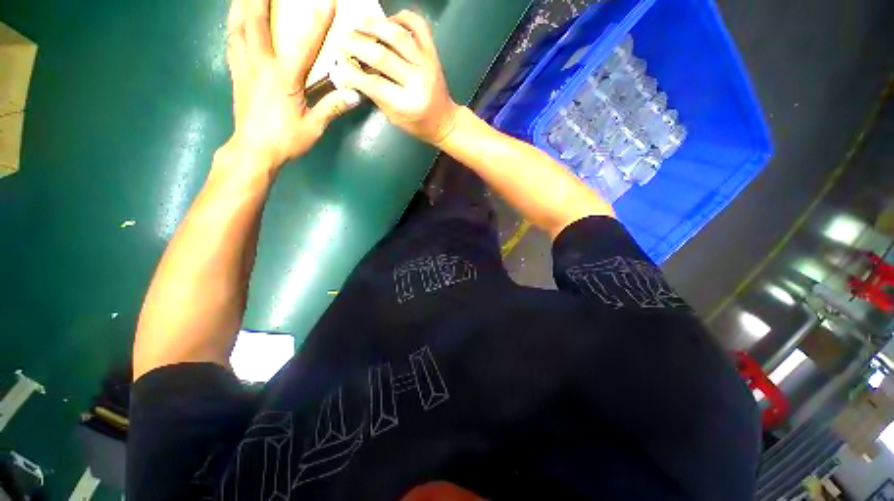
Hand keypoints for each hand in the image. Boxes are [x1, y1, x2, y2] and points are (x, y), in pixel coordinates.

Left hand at [223, 0, 360, 169]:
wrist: (254, 151)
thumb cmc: (285, 140)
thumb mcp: (313, 127)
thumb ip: (332, 108)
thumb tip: (354, 95)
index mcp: (284, 78)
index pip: (305, 44)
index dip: (318, 22)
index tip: (328, 1)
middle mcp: (260, 65)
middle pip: (254, 22)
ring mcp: (244, 68)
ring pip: (236, 28)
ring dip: (239, 6)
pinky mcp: (236, 75)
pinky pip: (231, 43)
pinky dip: (233, 26)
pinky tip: (236, 21)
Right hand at [332, 11, 459, 144]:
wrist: (445, 121)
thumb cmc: (419, 124)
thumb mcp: (394, 117)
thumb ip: (376, 95)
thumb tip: (353, 72)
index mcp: (407, 104)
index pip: (374, 84)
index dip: (352, 73)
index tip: (338, 64)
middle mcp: (418, 81)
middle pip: (382, 56)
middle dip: (356, 45)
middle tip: (341, 41)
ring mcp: (427, 64)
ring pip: (398, 35)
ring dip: (373, 25)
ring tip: (356, 23)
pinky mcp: (433, 53)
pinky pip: (419, 25)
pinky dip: (402, 16)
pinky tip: (387, 20)